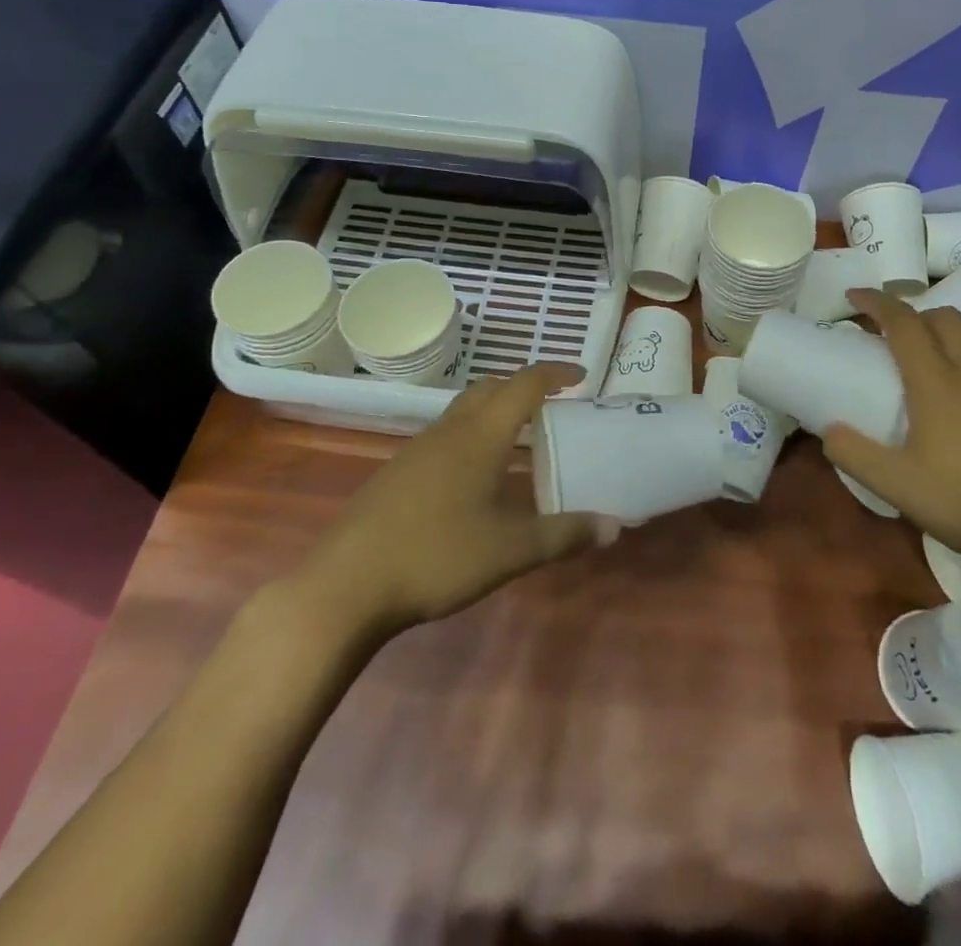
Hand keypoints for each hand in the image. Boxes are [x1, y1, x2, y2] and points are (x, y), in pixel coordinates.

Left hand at [289, 363, 617, 636]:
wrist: (345, 586)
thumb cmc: (436, 557)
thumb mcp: (510, 550)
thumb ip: (564, 534)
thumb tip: (615, 527)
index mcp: (480, 436)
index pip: (524, 385)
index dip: (555, 373)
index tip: (581, 374)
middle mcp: (449, 431)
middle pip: (490, 388)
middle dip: (524, 386)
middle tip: (553, 404)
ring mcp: (417, 450)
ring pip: (463, 410)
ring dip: (495, 409)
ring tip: (519, 437)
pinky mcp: (397, 473)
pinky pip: (444, 435)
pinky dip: (471, 435)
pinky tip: (474, 476)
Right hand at [822, 290, 960, 569]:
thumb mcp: (896, 485)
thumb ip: (854, 455)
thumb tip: (829, 430)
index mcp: (937, 383)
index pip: (904, 323)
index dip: (877, 302)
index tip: (853, 297)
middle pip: (943, 319)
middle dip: (911, 312)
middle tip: (883, 332)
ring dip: (933, 342)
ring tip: (908, 375)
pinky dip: (952, 372)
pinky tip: (943, 414)